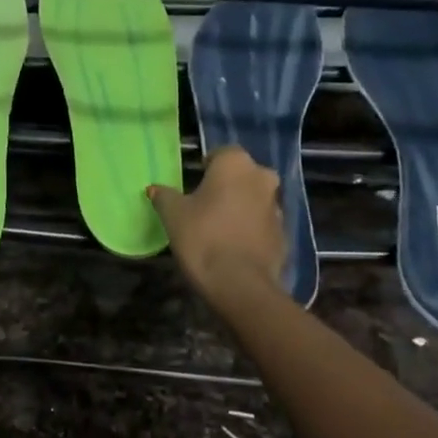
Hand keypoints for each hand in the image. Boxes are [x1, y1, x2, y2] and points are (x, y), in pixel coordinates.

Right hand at [147, 146, 286, 303]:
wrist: (240, 283)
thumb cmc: (203, 237)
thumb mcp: (173, 215)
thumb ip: (164, 196)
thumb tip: (154, 188)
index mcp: (236, 164)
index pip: (221, 153)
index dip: (207, 166)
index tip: (193, 183)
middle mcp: (262, 178)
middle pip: (242, 175)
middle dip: (227, 185)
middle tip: (205, 203)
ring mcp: (277, 206)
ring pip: (255, 198)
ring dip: (241, 206)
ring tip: (218, 226)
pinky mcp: (284, 234)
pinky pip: (262, 223)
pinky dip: (250, 228)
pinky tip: (233, 245)